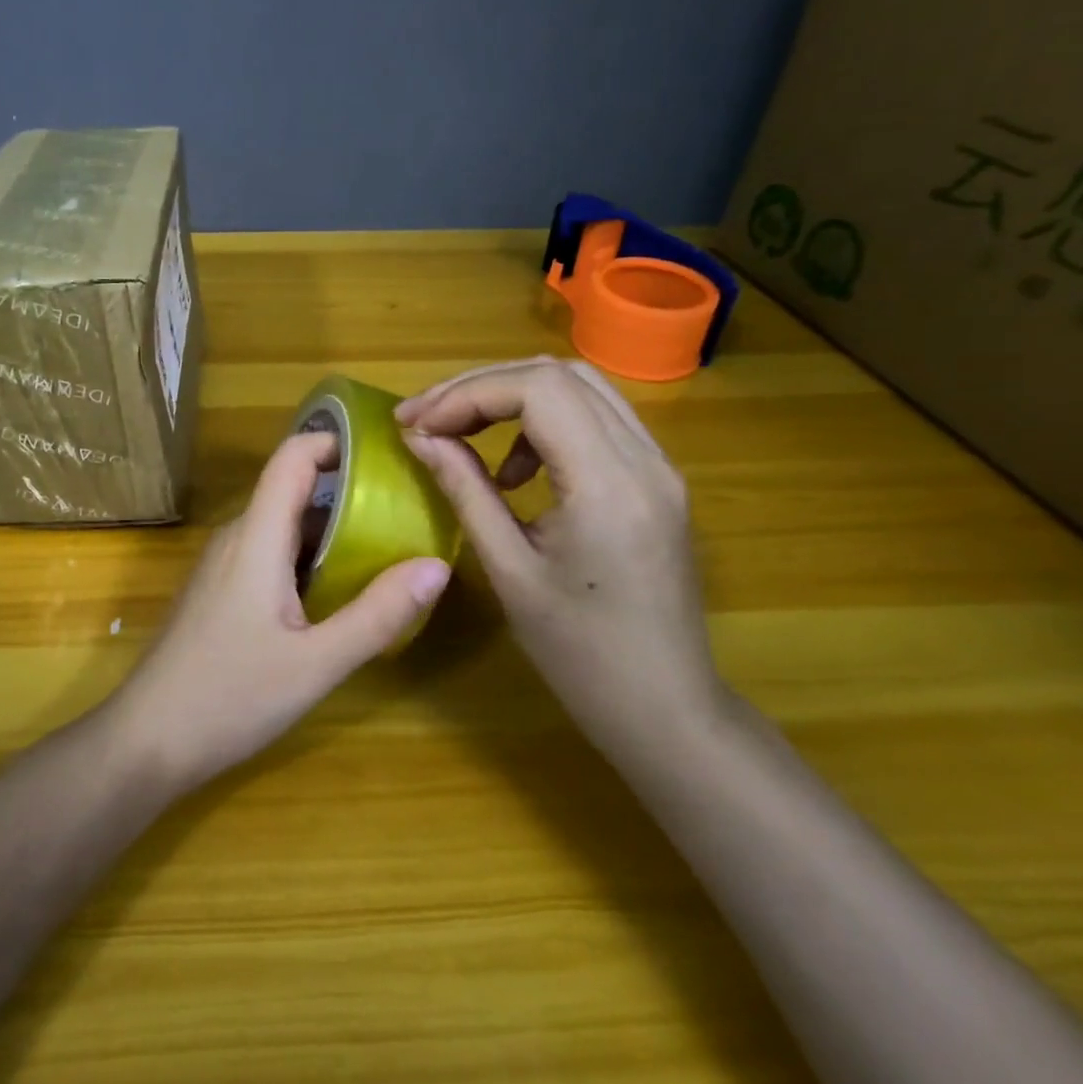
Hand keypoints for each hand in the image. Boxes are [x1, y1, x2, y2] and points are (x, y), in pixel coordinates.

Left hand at [108, 430, 451, 792]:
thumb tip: (436, 565)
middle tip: (405, 505)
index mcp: (256, 537)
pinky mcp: (220, 590)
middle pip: (292, 489)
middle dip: (348, 489)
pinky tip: (338, 588)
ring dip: (330, 527)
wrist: (148, 739)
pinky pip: (270, 553)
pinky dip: (308, 556)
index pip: (291, 458)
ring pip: (282, 525)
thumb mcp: (316, 663)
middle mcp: (237, 537)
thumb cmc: (230, 696)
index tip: (386, 452)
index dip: (334, 440)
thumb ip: (377, 614)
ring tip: (385, 543)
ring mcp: (224, 564)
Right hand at [397, 357, 722, 760]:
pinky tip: (515, 470)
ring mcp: (658, 466)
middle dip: (481, 386)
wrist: (666, 709)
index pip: (537, 390)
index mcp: (609, 484)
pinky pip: (596, 419)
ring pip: (579, 387)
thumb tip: (420, 437)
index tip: (416, 423)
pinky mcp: (656, 479)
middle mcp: (644, 458)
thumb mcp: (508, 570)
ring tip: (462, 435)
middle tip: (427, 417)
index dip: (466, 394)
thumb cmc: (580, 654)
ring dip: (511, 396)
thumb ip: (464, 489)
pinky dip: (544, 421)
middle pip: (557, 374)